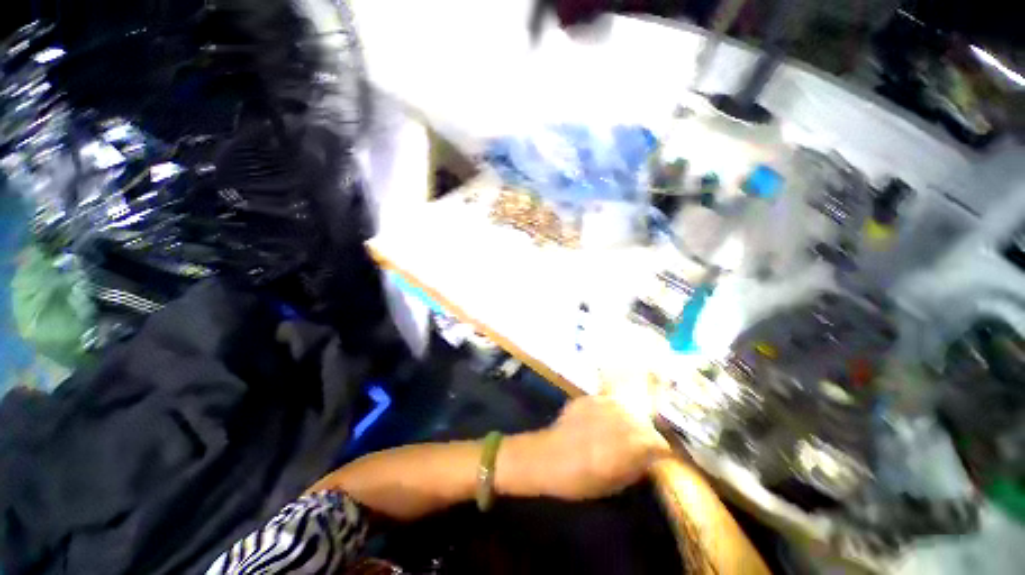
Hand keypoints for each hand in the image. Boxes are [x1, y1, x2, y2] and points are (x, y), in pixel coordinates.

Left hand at [497, 395, 672, 500]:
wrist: (546, 457)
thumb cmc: (578, 479)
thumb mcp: (612, 483)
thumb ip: (635, 466)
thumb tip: (652, 455)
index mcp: (621, 449)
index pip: (655, 442)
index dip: (662, 448)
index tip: (663, 452)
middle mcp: (613, 423)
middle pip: (642, 421)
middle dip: (648, 431)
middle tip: (646, 439)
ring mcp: (598, 407)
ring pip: (627, 407)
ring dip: (631, 417)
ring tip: (628, 426)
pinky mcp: (586, 399)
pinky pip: (608, 400)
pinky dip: (614, 409)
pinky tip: (609, 417)